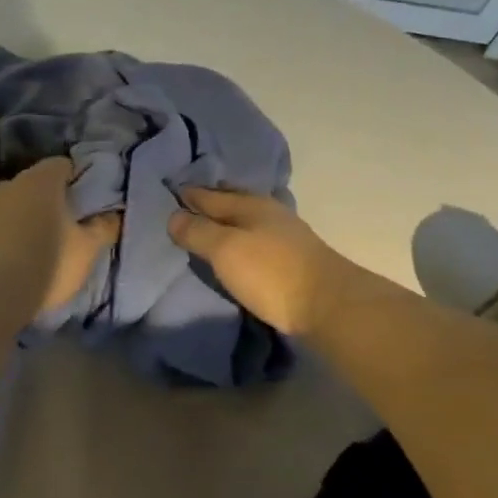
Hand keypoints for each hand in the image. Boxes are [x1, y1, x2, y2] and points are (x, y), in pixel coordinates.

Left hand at [0, 158, 120, 314]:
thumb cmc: (47, 262)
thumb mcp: (88, 249)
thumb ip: (103, 227)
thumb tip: (113, 214)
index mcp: (41, 179)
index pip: (64, 165)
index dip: (80, 179)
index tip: (92, 201)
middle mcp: (11, 184)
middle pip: (39, 185)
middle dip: (55, 201)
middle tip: (73, 225)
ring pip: (18, 206)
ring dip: (32, 220)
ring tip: (49, 246)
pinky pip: (3, 227)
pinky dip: (14, 237)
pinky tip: (24, 259)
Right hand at [169, 188, 352, 336]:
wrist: (329, 304)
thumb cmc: (271, 272)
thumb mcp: (226, 250)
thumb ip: (198, 232)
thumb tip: (173, 215)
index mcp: (250, 204)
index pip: (210, 195)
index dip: (189, 194)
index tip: (169, 192)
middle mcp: (269, 213)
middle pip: (232, 204)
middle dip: (210, 204)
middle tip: (184, 207)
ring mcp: (285, 235)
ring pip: (247, 222)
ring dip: (227, 223)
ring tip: (206, 230)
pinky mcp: (294, 259)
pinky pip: (257, 241)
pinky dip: (241, 240)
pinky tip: (236, 249)